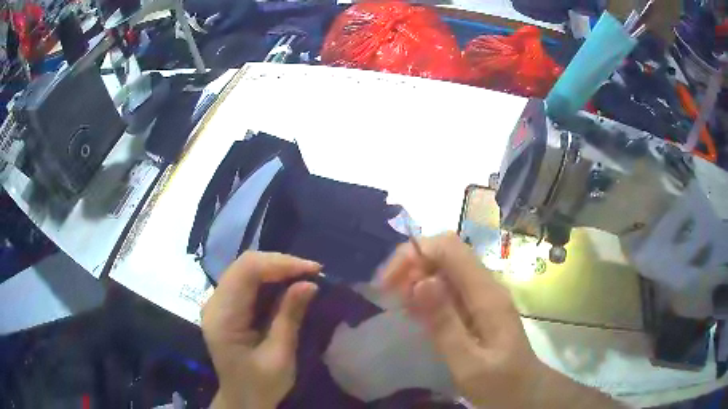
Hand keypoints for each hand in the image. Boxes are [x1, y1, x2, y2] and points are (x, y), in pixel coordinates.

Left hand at [201, 251, 320, 408]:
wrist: (242, 400)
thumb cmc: (261, 385)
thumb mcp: (280, 357)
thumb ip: (290, 318)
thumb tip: (309, 283)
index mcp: (222, 317)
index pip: (246, 271)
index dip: (280, 263)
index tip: (313, 270)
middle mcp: (214, 303)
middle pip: (244, 265)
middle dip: (281, 264)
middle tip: (312, 272)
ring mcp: (218, 303)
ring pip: (246, 269)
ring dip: (277, 269)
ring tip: (305, 277)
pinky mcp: (227, 306)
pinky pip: (247, 282)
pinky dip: (271, 280)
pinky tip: (289, 286)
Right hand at [381, 233, 620, 407]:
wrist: (525, 391)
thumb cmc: (500, 383)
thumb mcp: (468, 364)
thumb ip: (445, 325)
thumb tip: (420, 281)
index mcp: (486, 294)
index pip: (449, 248)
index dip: (415, 253)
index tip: (388, 283)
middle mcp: (486, 285)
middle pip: (445, 252)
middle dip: (412, 264)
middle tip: (392, 296)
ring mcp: (483, 294)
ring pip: (445, 267)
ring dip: (417, 278)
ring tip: (402, 306)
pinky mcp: (478, 305)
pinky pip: (449, 286)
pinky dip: (427, 292)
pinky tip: (417, 313)